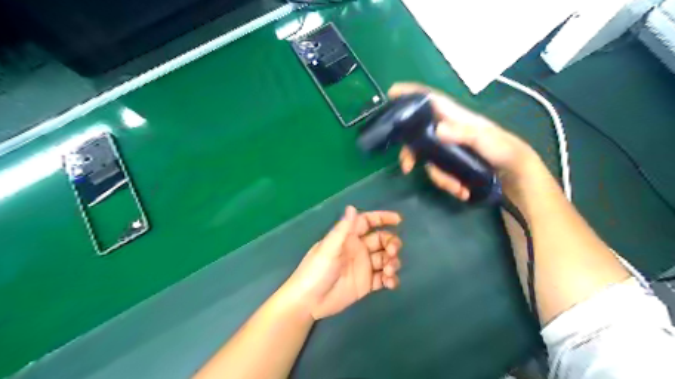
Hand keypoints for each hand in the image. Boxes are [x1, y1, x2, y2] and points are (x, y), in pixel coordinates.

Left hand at [282, 205, 398, 320]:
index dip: (382, 218)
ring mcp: (363, 267)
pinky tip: (390, 283)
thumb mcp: (329, 248)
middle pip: (381, 240)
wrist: (309, 302)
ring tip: (389, 271)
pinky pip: (383, 278)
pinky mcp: (366, 284)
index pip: (368, 222)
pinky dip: (391, 279)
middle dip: (391, 243)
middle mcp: (358, 249)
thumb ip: (343, 229)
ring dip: (392, 262)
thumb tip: (352, 206)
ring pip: (385, 259)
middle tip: (393, 252)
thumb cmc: (316, 270)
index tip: (399, 220)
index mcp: (349, 237)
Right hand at [391, 81, 540, 202]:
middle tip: (407, 167)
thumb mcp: (487, 140)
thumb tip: (436, 129)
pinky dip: (447, 184)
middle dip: (411, 152)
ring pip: (427, 159)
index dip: (412, 93)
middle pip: (418, 135)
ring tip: (456, 188)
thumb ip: (464, 134)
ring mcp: (448, 149)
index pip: (431, 100)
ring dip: (438, 177)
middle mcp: (448, 131)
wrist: (515, 175)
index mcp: (456, 118)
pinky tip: (461, 191)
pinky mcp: (451, 164)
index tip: (392, 92)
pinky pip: (439, 172)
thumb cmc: (505, 150)